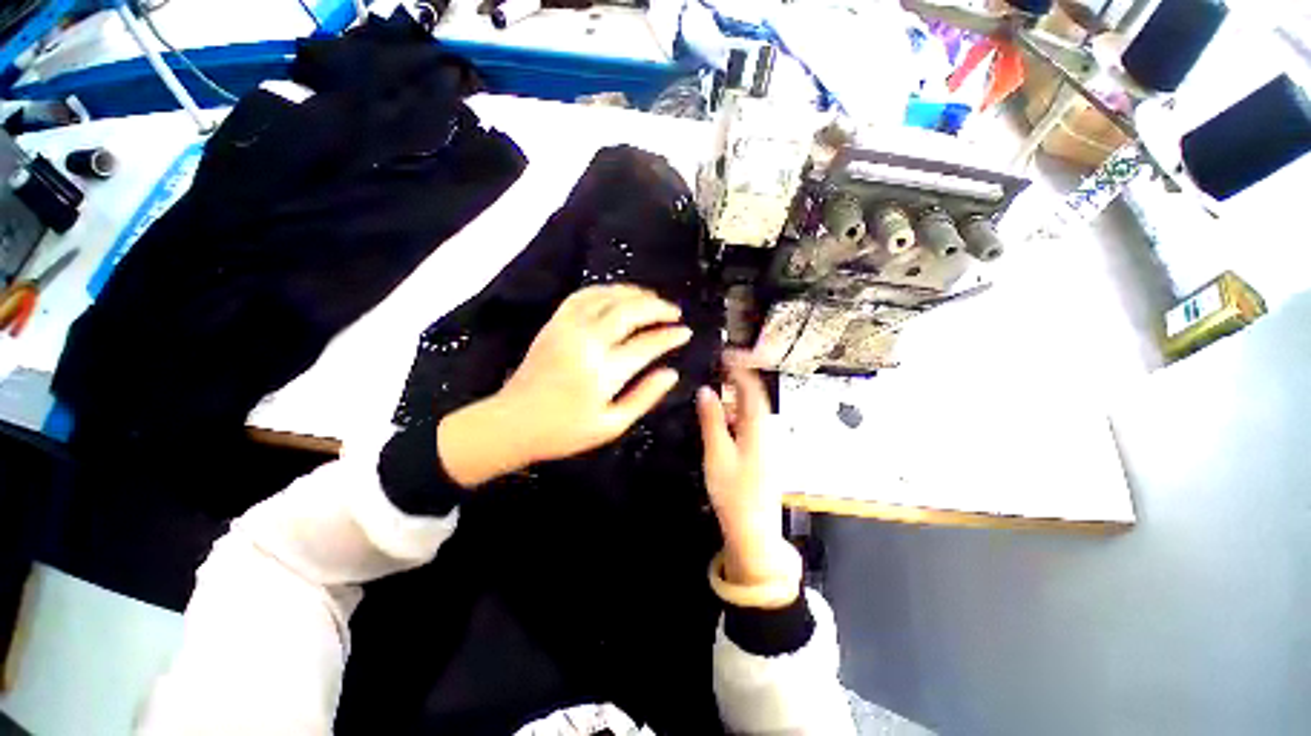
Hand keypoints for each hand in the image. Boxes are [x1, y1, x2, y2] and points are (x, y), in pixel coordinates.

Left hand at [438, 285, 690, 486]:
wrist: (512, 423)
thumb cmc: (564, 431)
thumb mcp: (611, 425)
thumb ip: (645, 396)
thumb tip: (672, 373)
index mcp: (604, 371)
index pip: (647, 344)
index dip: (670, 336)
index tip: (686, 332)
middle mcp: (587, 341)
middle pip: (629, 311)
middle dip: (657, 307)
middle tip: (675, 312)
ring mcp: (568, 328)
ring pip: (608, 297)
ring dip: (634, 293)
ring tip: (653, 298)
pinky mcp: (554, 323)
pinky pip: (583, 295)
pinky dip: (605, 290)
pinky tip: (618, 294)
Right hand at [697, 365, 797, 590]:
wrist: (753, 529)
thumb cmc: (734, 491)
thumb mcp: (717, 452)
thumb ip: (711, 419)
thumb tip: (706, 391)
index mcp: (758, 425)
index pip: (752, 386)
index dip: (741, 366)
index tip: (725, 353)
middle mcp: (766, 429)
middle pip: (753, 395)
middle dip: (736, 378)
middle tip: (715, 368)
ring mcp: (765, 441)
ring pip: (750, 409)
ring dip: (733, 396)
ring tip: (713, 390)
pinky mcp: (760, 452)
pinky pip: (747, 423)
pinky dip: (734, 413)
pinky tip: (719, 419)